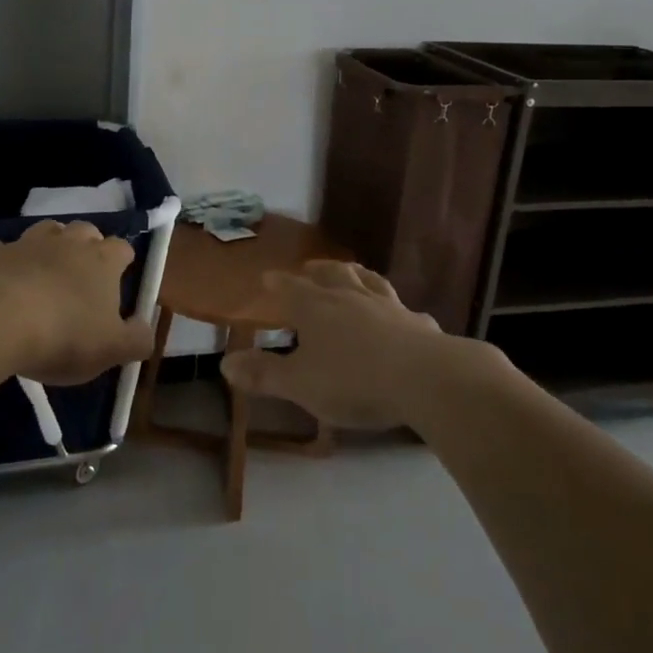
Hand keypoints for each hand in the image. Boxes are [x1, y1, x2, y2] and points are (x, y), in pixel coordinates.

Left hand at [0, 220, 155, 385]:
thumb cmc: (62, 336)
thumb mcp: (111, 350)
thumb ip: (137, 340)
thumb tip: (146, 329)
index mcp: (102, 260)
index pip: (122, 248)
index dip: (122, 262)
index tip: (118, 282)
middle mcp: (68, 242)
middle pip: (85, 231)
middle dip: (87, 247)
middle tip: (82, 278)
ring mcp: (28, 243)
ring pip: (47, 231)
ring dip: (50, 246)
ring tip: (45, 272)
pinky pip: (3, 249)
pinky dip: (6, 261)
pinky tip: (3, 281)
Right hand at [221, 262, 494, 428]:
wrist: (427, 379)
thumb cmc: (354, 381)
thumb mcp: (300, 384)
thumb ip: (264, 374)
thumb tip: (226, 363)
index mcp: (317, 309)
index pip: (291, 289)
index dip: (278, 283)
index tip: (267, 277)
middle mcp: (352, 298)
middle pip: (332, 275)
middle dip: (317, 270)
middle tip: (309, 268)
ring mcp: (389, 307)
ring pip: (369, 282)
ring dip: (356, 275)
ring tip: (352, 271)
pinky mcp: (419, 324)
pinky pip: (405, 310)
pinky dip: (397, 310)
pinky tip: (403, 315)